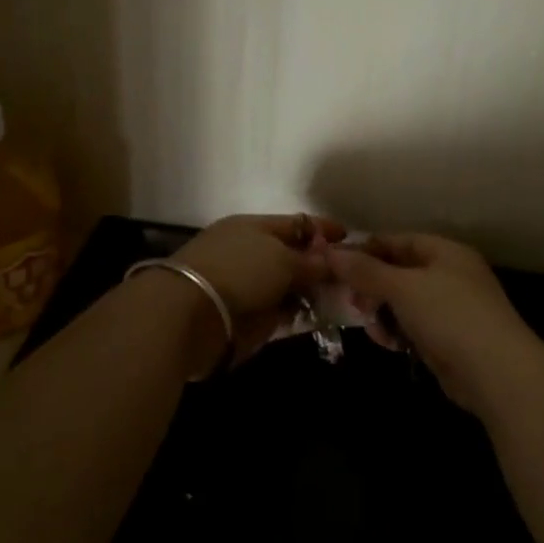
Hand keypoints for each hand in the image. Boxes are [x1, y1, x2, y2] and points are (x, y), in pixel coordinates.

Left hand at [172, 213, 344, 366]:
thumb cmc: (238, 272)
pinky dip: (299, 314)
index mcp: (253, 228)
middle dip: (321, 265)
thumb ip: (309, 261)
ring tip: (346, 300)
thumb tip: (328, 261)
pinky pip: (281, 313)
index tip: (349, 238)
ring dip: (313, 292)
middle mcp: (250, 254)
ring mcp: (247, 287)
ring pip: (288, 286)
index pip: (294, 224)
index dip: (322, 230)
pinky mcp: (246, 318)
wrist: (190, 316)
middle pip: (292, 257)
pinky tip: (322, 318)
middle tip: (353, 276)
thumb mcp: (280, 259)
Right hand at [329, 234, 543, 414]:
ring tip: (372, 328)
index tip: (337, 265)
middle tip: (351, 302)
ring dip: (383, 313)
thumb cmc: (450, 316)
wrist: (498, 374)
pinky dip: (399, 332)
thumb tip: (330, 253)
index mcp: (446, 252)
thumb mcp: (403, 288)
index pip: (399, 241)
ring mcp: (452, 309)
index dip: (367, 250)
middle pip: (400, 272)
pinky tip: (389, 345)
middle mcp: (450, 275)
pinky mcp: (450, 340)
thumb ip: (366, 271)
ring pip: (404, 303)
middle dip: (373, 287)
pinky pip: (415, 327)